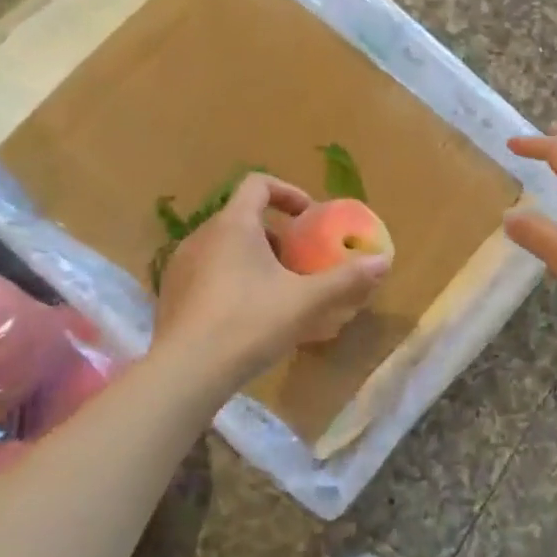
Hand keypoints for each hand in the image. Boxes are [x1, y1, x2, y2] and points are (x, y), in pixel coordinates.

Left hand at [155, 174, 390, 384]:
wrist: (186, 372)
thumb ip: (346, 279)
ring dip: (254, 258)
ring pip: (225, 247)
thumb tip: (384, 261)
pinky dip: (232, 279)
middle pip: (243, 218)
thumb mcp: (306, 301)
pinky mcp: (172, 294)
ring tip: (278, 290)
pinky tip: (248, 315)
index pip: (257, 184)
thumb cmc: (249, 323)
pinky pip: (208, 272)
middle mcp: (201, 236)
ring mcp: (181, 266)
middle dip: (277, 235)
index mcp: (233, 225)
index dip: (288, 192)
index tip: (309, 217)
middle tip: (300, 261)